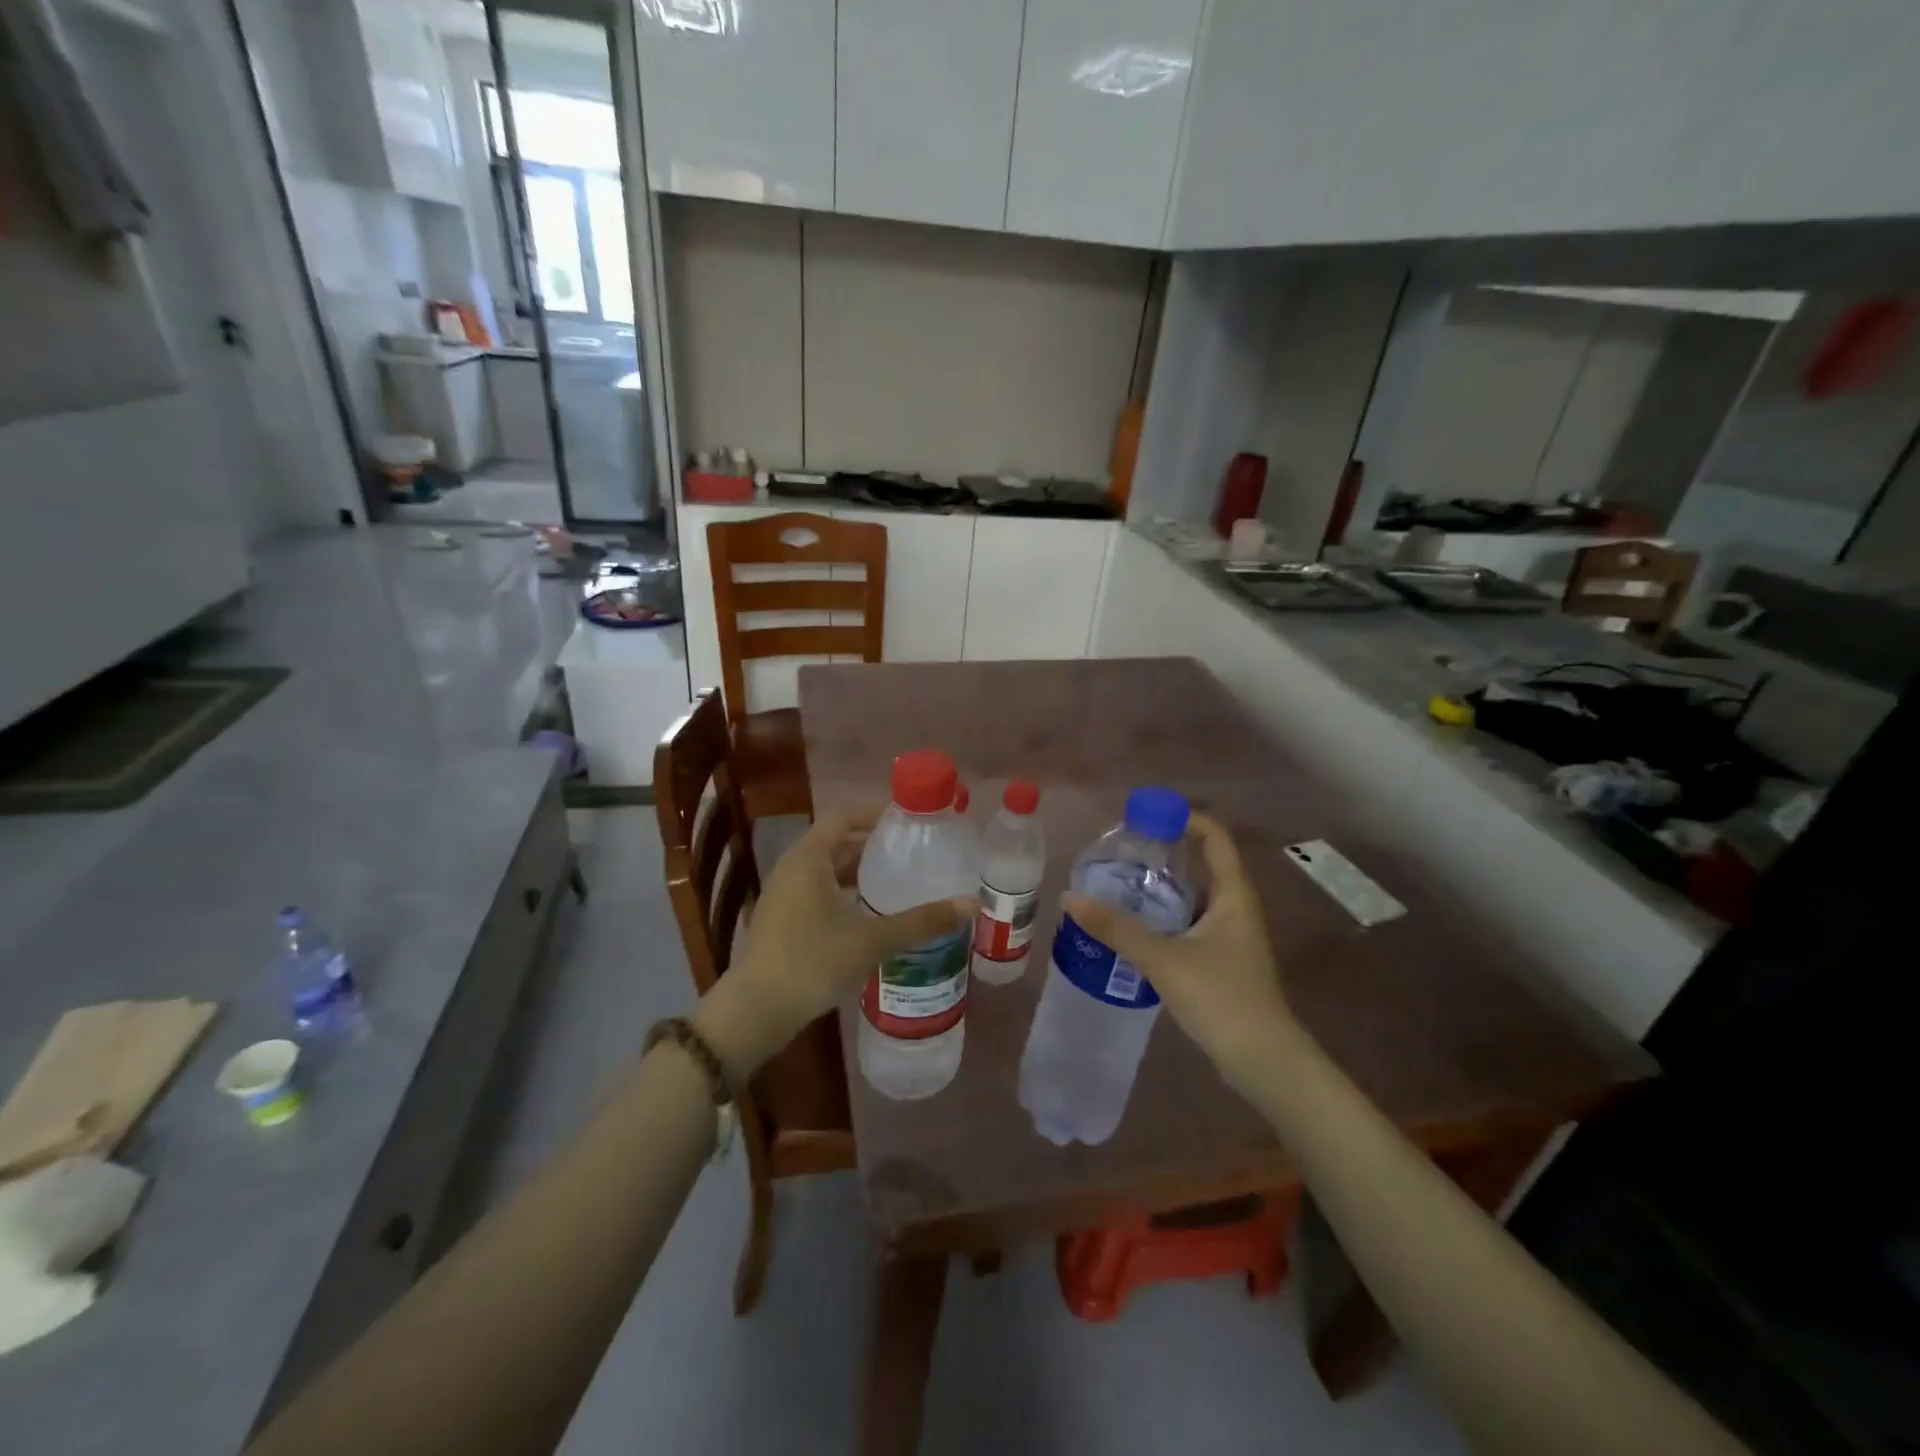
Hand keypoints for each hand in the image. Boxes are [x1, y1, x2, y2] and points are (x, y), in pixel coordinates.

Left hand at [692, 807, 972, 1079]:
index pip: (843, 817)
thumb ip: (921, 921)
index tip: (909, 823)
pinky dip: (844, 896)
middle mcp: (792, 869)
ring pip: (826, 872)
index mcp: (809, 858)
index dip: (875, 814)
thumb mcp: (872, 940)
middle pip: (836, 844)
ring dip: (859, 875)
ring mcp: (782, 897)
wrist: (755, 1012)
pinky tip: (869, 918)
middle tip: (912, 855)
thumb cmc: (812, 963)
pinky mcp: (780, 922)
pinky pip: (817, 894)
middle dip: (873, 847)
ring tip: (897, 884)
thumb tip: (970, 904)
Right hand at [1063, 813, 1293, 1092]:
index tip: (1147, 814)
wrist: (1263, 1061)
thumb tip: (1070, 898)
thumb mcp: (1164, 958)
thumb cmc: (1221, 998)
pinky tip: (1135, 927)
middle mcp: (1237, 908)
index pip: (1215, 838)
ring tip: (1120, 882)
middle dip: (1166, 852)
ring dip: (1163, 887)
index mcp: (1234, 895)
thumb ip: (1117, 928)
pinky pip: (1191, 923)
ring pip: (1195, 897)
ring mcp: (1232, 936)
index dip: (1185, 819)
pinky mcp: (1223, 961)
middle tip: (1123, 849)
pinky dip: (1166, 916)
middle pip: (1203, 864)